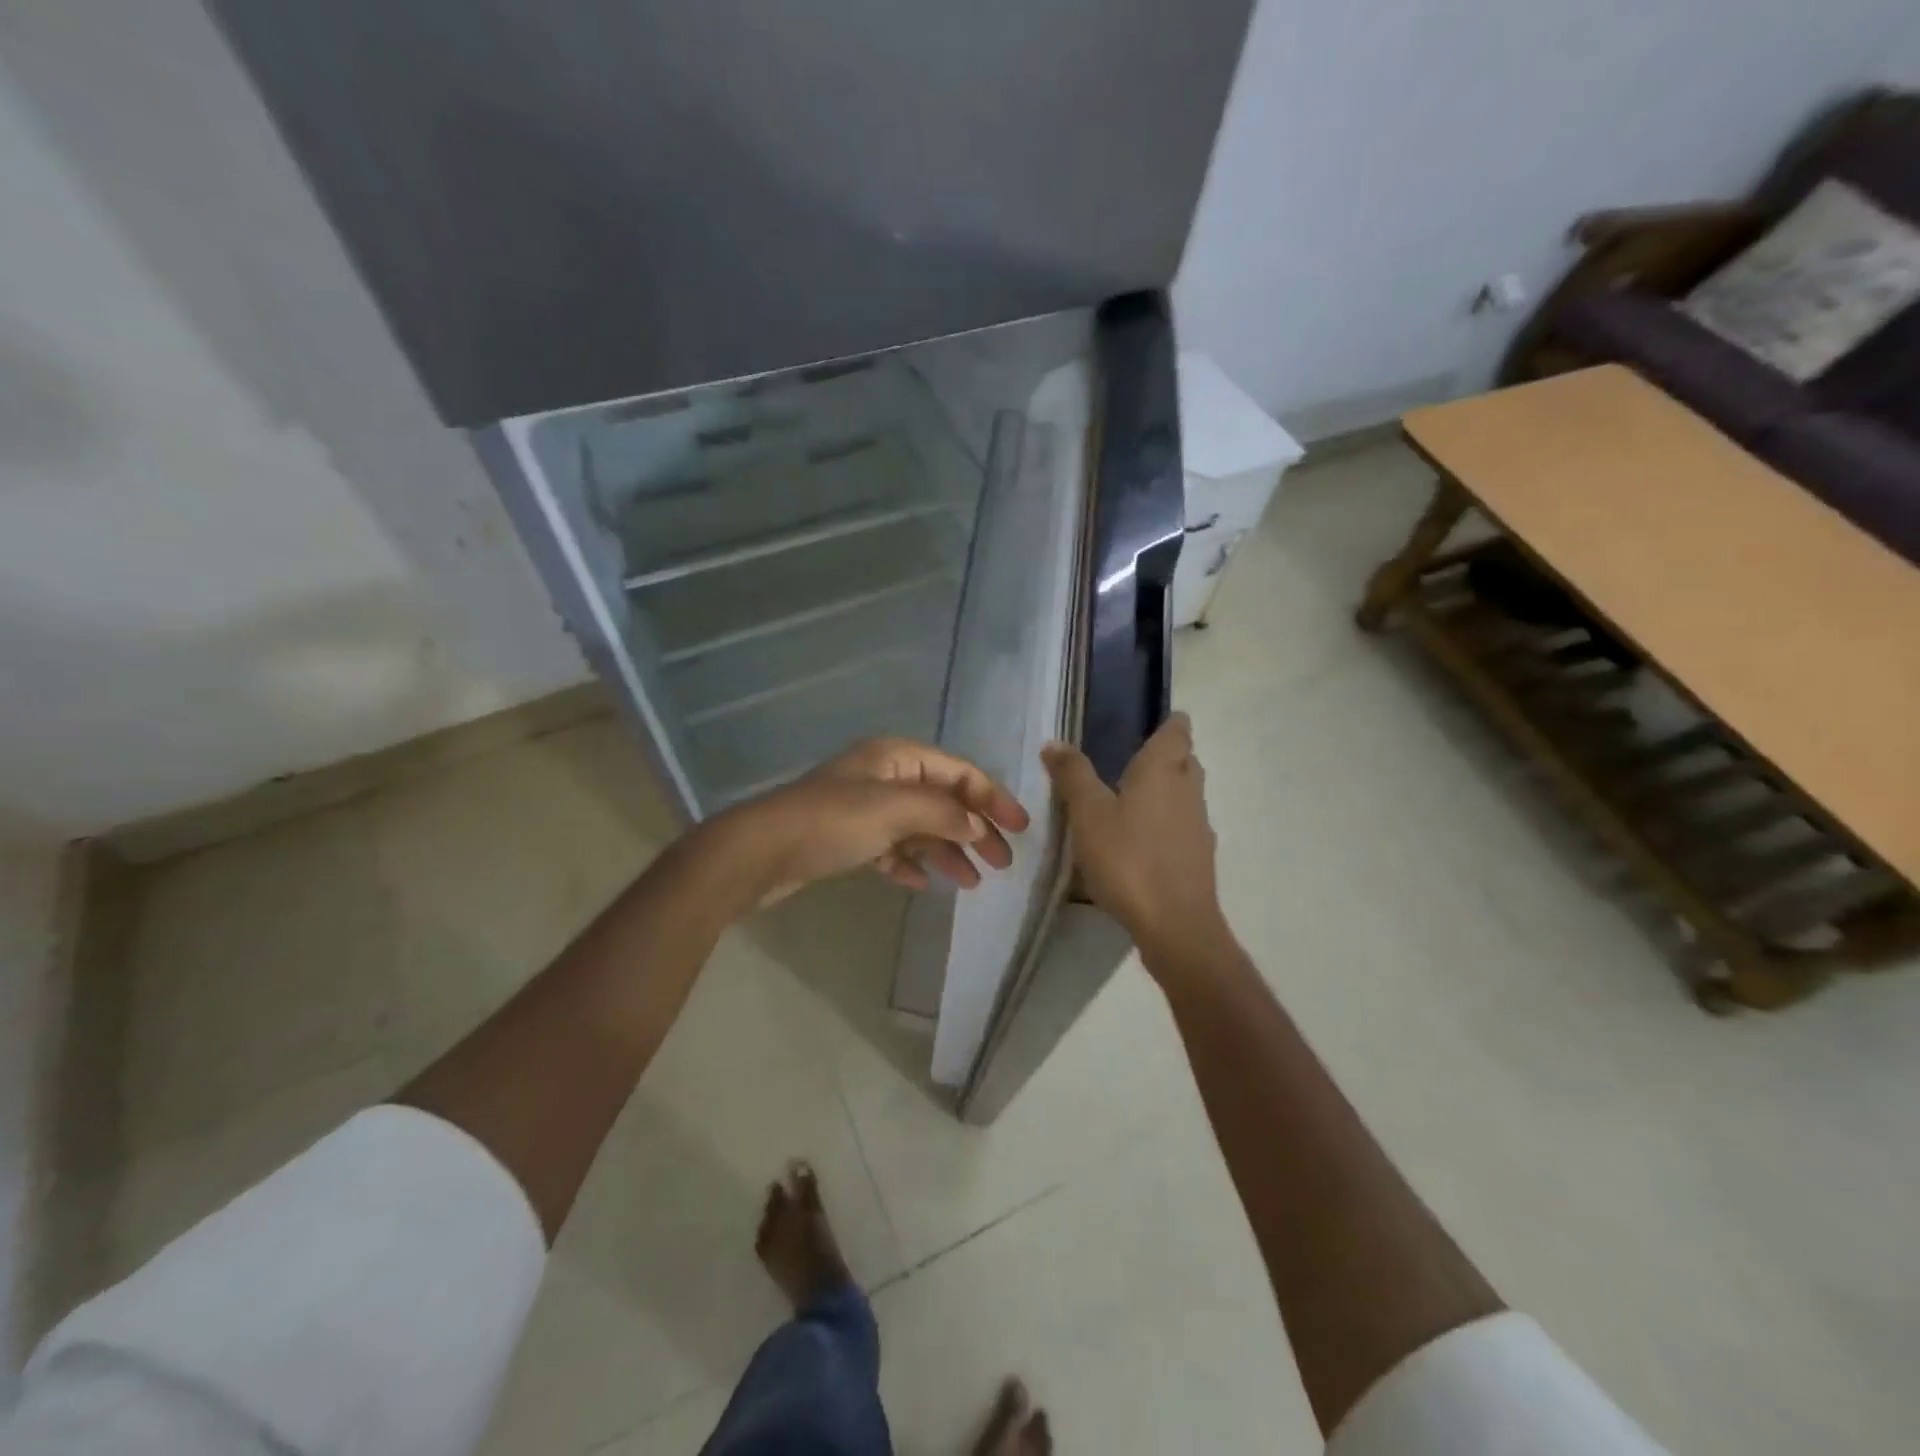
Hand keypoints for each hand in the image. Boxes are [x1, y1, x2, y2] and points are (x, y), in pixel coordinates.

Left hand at [724, 738, 1030, 904]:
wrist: (760, 851)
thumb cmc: (832, 821)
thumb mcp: (894, 808)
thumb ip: (944, 812)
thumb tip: (979, 826)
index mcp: (897, 757)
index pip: (959, 772)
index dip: (992, 797)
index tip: (1020, 829)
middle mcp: (884, 775)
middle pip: (943, 799)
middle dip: (974, 829)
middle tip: (1002, 863)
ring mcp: (864, 807)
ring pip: (919, 826)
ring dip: (946, 851)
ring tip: (971, 882)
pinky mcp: (847, 837)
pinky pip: (892, 846)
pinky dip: (911, 862)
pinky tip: (923, 883)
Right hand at [1041, 713, 1228, 967]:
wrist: (1175, 925)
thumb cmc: (1128, 858)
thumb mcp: (1088, 814)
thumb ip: (1072, 775)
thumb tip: (1055, 742)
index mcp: (1163, 771)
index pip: (1177, 731)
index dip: (1170, 723)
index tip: (1158, 719)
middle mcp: (1188, 791)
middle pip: (1186, 761)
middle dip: (1168, 755)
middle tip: (1135, 757)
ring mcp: (1198, 826)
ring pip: (1186, 794)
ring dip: (1166, 790)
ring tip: (1133, 797)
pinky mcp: (1198, 858)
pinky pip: (1183, 826)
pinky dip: (1167, 822)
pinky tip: (1142, 840)